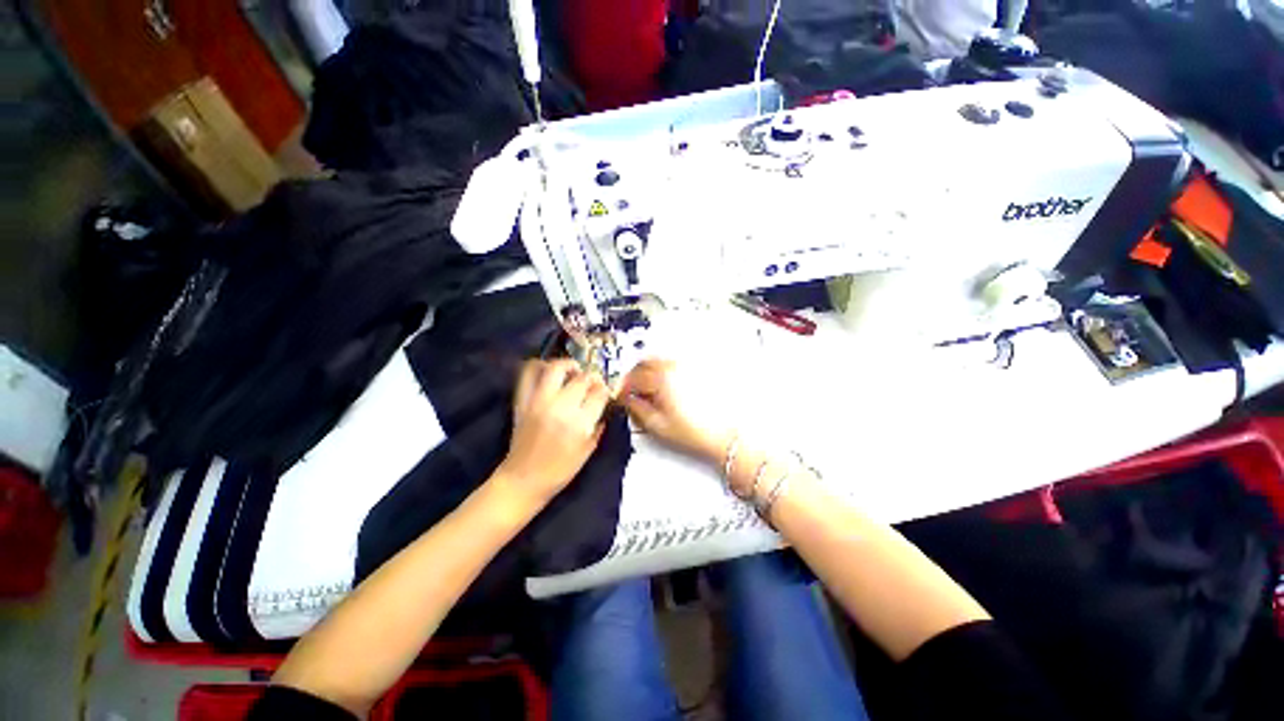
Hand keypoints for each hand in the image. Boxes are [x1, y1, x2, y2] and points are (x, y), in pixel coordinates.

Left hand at [498, 359, 610, 506]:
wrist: (523, 480)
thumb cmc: (559, 470)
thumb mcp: (588, 451)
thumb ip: (598, 425)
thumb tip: (603, 405)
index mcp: (579, 423)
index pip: (599, 393)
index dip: (605, 390)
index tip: (605, 392)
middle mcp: (560, 406)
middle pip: (582, 378)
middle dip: (592, 377)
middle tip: (592, 383)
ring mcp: (538, 401)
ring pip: (555, 368)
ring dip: (568, 365)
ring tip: (573, 371)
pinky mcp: (522, 401)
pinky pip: (528, 374)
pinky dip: (538, 366)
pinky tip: (548, 371)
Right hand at [619, 360, 730, 464]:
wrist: (723, 435)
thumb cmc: (696, 431)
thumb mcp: (656, 425)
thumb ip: (636, 409)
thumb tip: (627, 399)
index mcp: (662, 379)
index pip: (633, 377)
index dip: (622, 388)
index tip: (620, 396)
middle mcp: (674, 368)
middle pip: (643, 363)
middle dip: (633, 376)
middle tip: (630, 392)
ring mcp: (685, 367)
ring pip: (657, 362)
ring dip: (647, 372)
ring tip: (646, 391)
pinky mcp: (694, 371)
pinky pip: (670, 365)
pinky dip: (661, 372)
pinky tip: (663, 388)